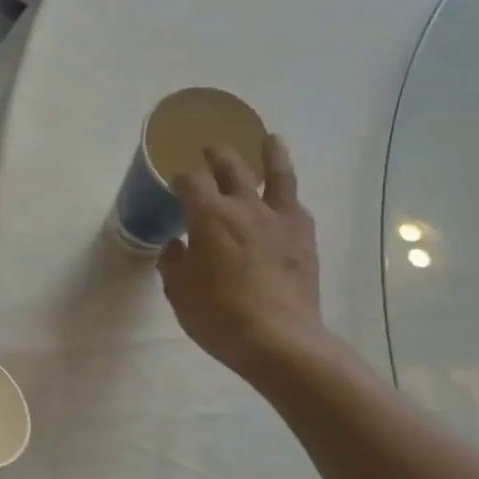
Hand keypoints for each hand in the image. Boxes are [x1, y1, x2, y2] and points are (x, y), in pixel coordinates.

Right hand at [158, 134, 325, 384]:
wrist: (277, 339)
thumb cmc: (217, 315)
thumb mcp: (179, 291)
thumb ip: (174, 262)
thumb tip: (177, 246)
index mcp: (209, 216)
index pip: (191, 181)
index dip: (181, 178)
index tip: (175, 184)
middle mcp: (244, 207)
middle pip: (231, 167)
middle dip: (217, 155)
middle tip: (210, 148)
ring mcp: (279, 219)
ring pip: (277, 174)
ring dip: (271, 154)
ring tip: (270, 140)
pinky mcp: (304, 237)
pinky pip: (295, 205)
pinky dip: (286, 197)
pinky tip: (285, 200)